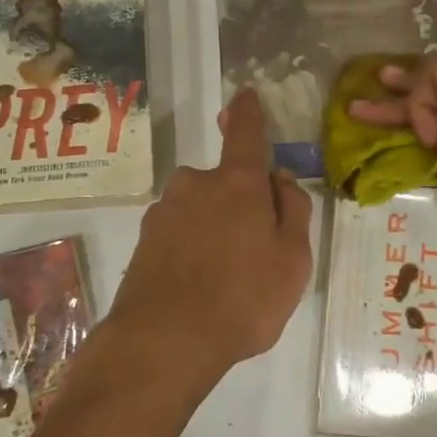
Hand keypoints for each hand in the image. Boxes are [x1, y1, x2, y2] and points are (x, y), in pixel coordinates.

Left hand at [105, 88, 313, 387]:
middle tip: (255, 250)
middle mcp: (194, 184)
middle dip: (240, 203)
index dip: (249, 113)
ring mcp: (163, 212)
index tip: (246, 95)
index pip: (246, 133)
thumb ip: (293, 210)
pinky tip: (199, 287)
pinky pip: (179, 234)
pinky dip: (192, 249)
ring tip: (226, 280)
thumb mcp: (293, 259)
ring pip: (200, 210)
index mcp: (237, 182)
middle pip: (224, 182)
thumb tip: (280, 178)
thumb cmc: (244, 297)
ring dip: (214, 229)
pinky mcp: (142, 241)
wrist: (164, 341)